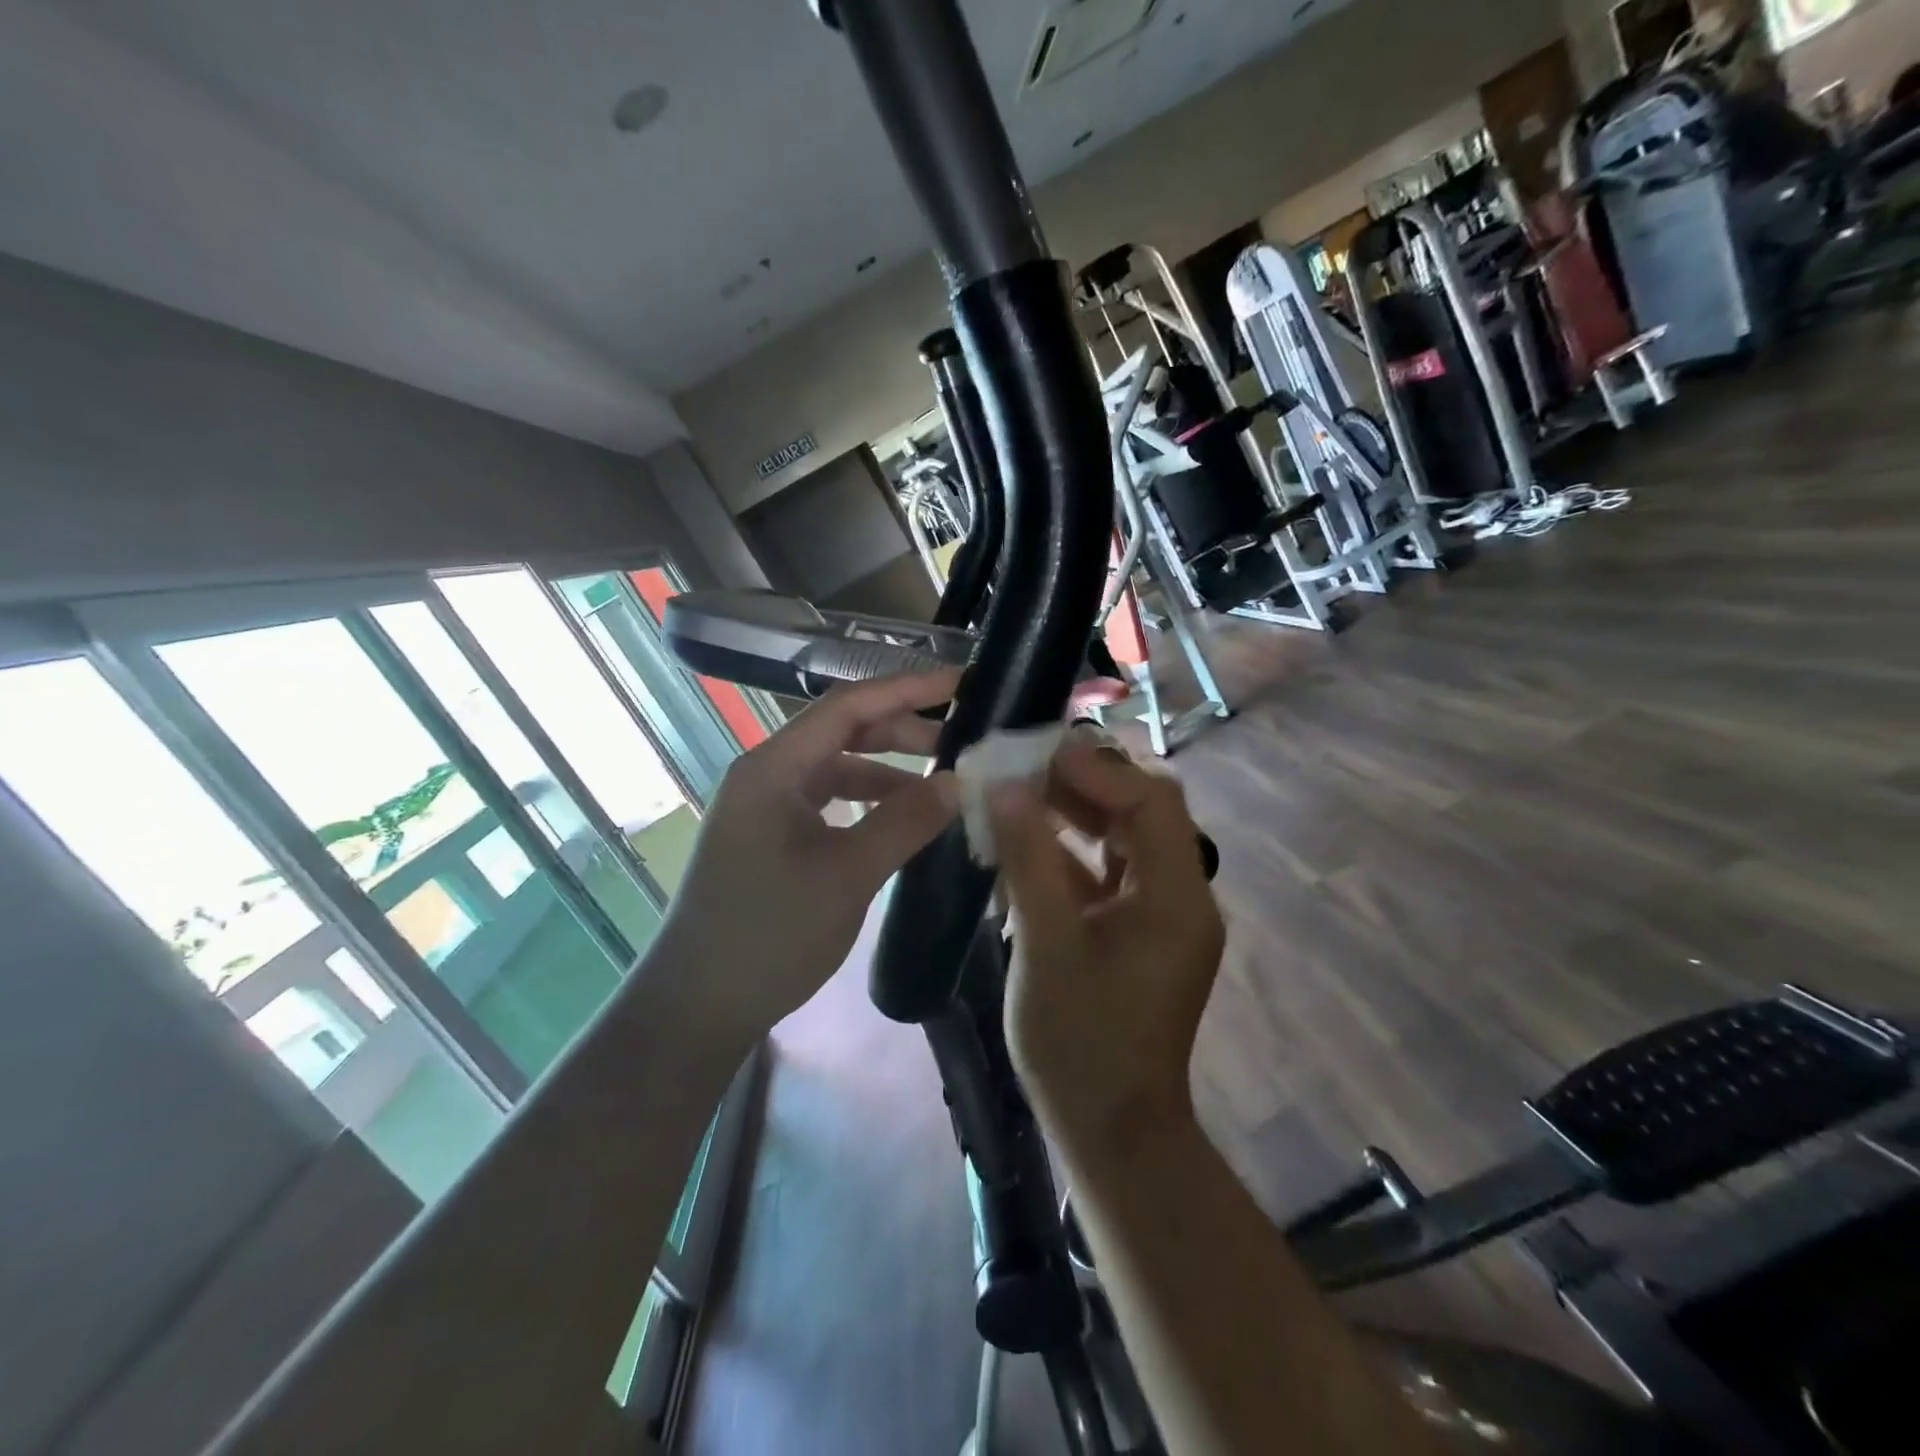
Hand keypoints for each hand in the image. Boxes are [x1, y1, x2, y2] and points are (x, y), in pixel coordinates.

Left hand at [649, 669, 961, 1037]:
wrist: (697, 1006)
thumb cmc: (769, 934)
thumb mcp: (847, 875)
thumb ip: (905, 822)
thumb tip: (959, 781)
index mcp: (773, 767)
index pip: (848, 706)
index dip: (907, 688)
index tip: (961, 683)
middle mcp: (766, 774)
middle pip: (842, 731)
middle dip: (902, 730)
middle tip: (961, 742)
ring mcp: (765, 807)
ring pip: (836, 768)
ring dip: (888, 770)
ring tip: (940, 785)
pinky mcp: (770, 837)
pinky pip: (827, 801)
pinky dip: (867, 802)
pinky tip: (900, 820)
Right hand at [989, 741, 1224, 1158]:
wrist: (1110, 1131)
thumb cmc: (1079, 1041)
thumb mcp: (1046, 943)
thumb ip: (1028, 859)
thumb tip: (1006, 787)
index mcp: (1176, 897)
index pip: (1151, 801)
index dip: (1098, 768)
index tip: (1039, 754)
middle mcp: (1181, 896)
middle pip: (1141, 814)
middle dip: (1084, 785)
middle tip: (1024, 768)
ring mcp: (1160, 917)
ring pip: (1122, 841)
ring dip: (1074, 816)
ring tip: (1018, 796)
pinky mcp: (1138, 934)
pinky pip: (1108, 875)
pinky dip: (1070, 856)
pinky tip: (1024, 847)